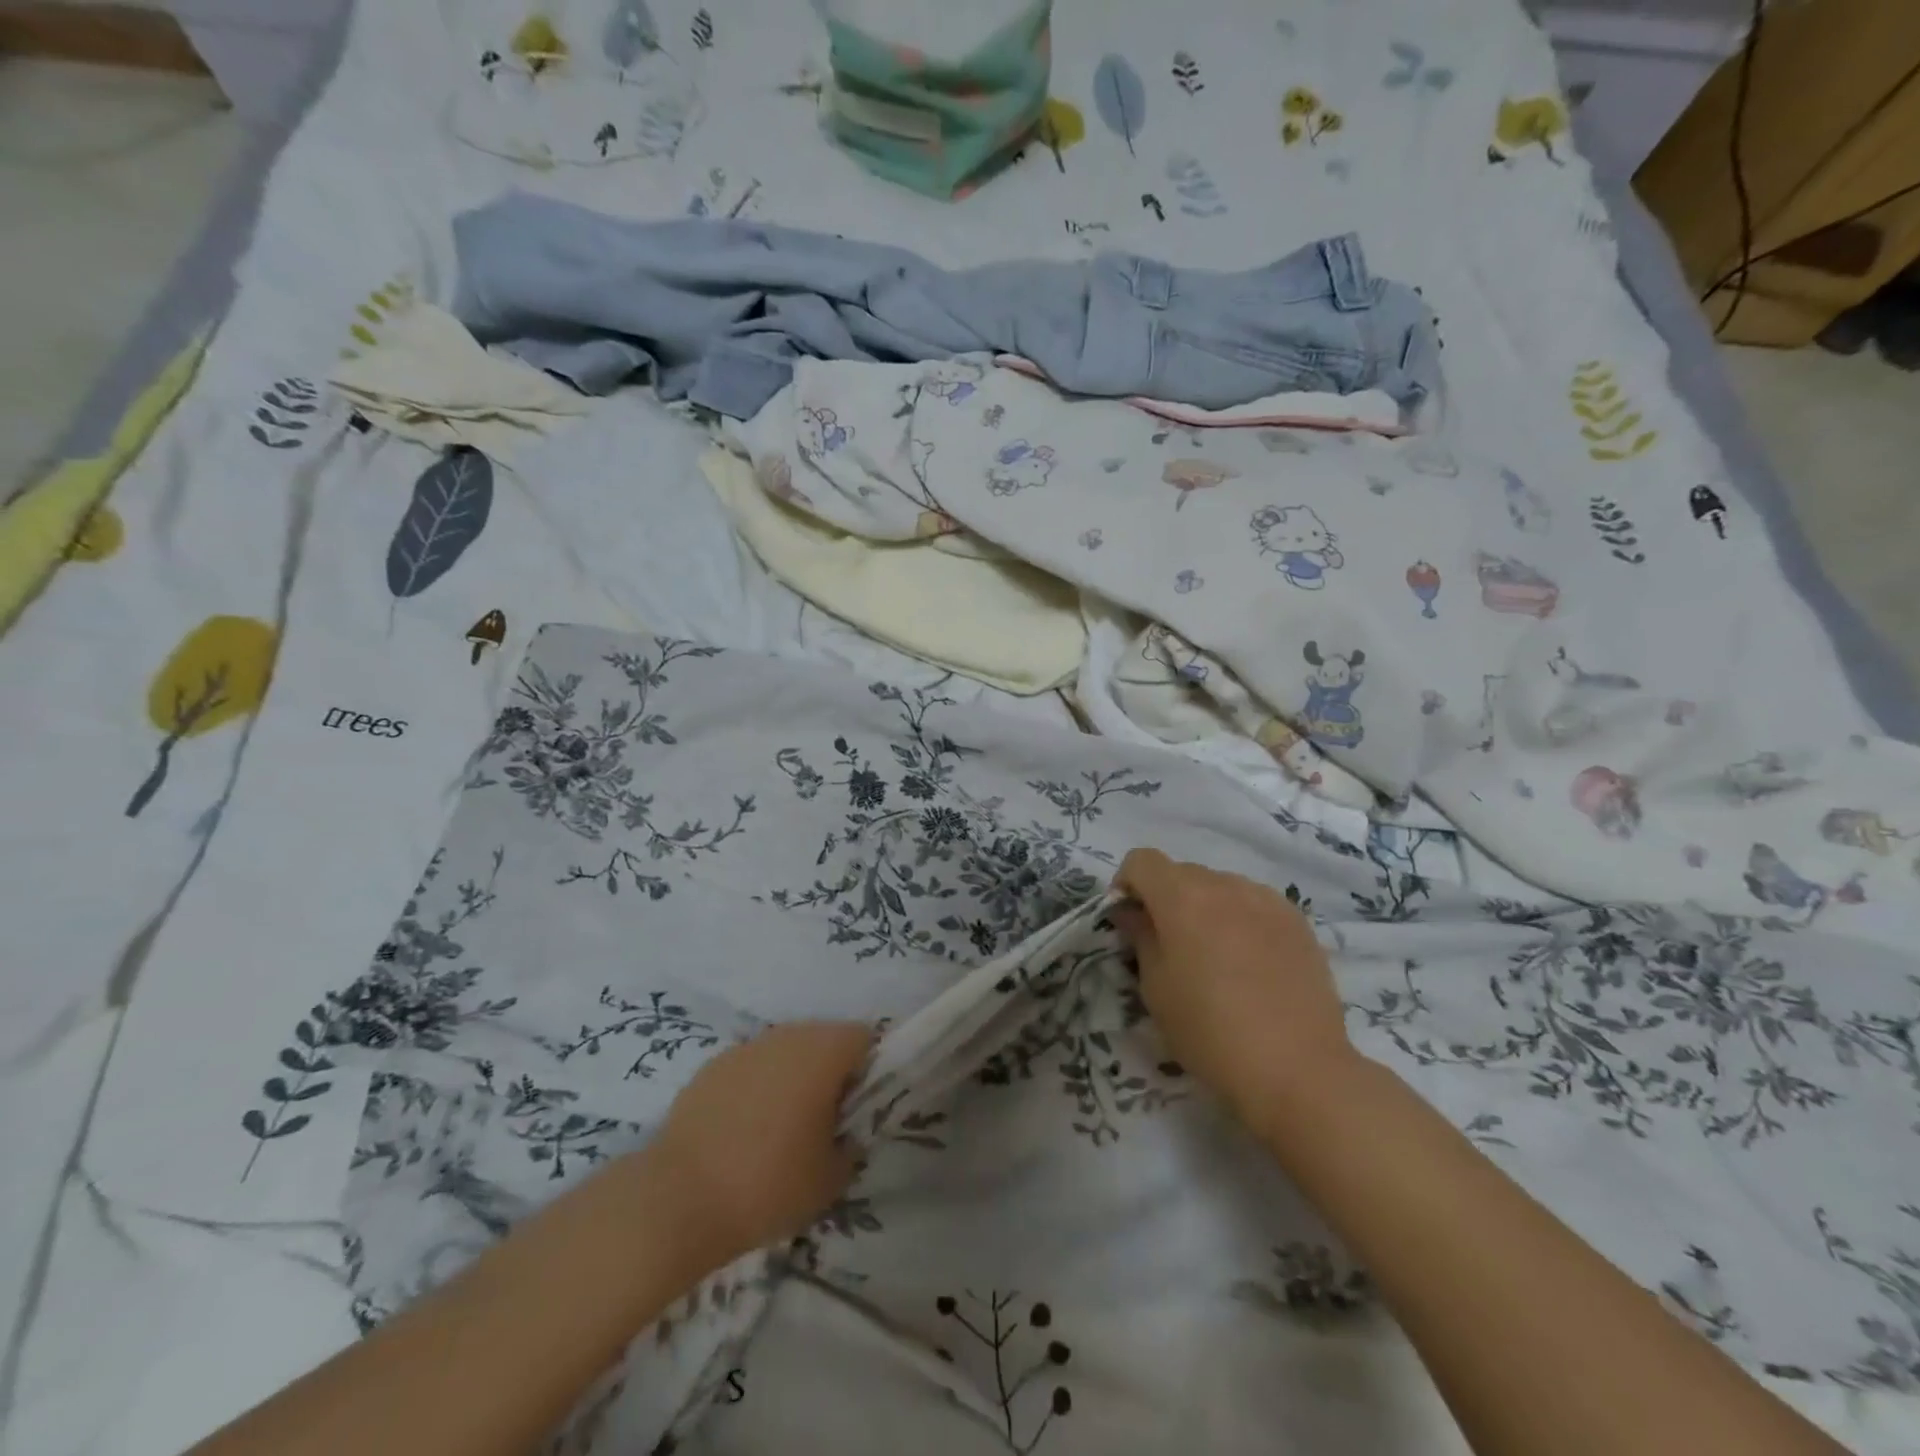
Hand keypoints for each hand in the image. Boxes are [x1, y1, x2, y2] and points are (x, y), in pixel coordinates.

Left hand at [648, 1022, 872, 1268]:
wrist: (678, 1200)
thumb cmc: (769, 1185)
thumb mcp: (832, 1179)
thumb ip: (850, 1146)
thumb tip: (844, 1135)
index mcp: (824, 1052)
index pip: (864, 1038)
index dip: (869, 1069)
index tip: (858, 1108)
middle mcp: (787, 1036)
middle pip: (824, 1039)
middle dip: (830, 1071)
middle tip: (824, 1120)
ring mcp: (746, 1047)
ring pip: (785, 1051)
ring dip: (792, 1077)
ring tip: (781, 1127)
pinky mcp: (712, 1066)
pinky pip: (751, 1067)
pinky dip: (756, 1088)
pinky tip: (743, 1131)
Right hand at [1113, 849, 1353, 1135]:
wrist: (1296, 1068)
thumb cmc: (1209, 1030)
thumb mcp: (1156, 987)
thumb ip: (1141, 937)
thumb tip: (1133, 913)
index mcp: (1182, 896)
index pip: (1142, 860)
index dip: (1127, 885)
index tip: (1130, 922)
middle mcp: (1224, 885)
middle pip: (1182, 873)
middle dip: (1166, 899)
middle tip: (1169, 945)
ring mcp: (1266, 900)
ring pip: (1221, 887)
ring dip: (1206, 908)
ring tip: (1215, 956)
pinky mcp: (1297, 921)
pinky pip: (1255, 904)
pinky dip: (1241, 919)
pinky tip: (1250, 963)